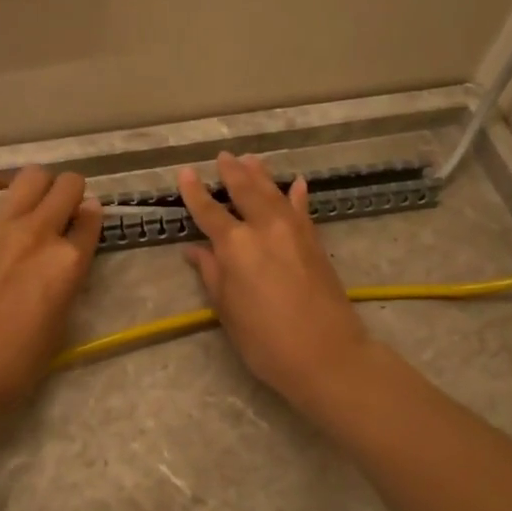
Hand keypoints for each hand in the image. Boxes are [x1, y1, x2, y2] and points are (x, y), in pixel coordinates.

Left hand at [0, 166, 102, 420]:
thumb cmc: (15, 363)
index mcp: (68, 262)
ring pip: (30, 176)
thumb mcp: (61, 324)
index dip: (91, 219)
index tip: (84, 224)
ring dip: (39, 184)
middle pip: (67, 186)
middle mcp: (39, 234)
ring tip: (32, 199)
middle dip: (71, 192)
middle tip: (62, 208)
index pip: (92, 219)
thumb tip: (69, 254)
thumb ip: (69, 281)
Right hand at [179, 152, 373, 404]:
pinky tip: (296, 183)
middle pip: (245, 191)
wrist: (326, 354)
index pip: (209, 211)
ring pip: (274, 193)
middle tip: (223, 156)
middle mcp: (265, 228)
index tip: (186, 172)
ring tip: (251, 158)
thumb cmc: (265, 340)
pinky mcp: (315, 242)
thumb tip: (195, 251)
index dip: (195, 191)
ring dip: (261, 174)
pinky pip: (303, 209)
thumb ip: (212, 274)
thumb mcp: (228, 310)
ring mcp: (294, 232)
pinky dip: (297, 195)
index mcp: (236, 246)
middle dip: (232, 172)